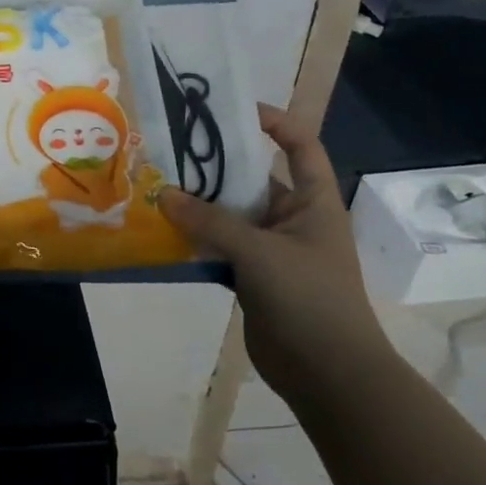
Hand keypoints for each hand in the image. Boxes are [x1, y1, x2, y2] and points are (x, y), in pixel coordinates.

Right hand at [158, 104, 390, 402]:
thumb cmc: (308, 299)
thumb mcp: (259, 252)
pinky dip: (196, 238)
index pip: (300, 145)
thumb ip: (210, 221)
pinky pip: (220, 246)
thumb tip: (164, 194)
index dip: (273, 122)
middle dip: (215, 166)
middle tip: (171, 150)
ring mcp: (272, 249)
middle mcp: (293, 219)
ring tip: (157, 187)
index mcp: (313, 202)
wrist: (328, 374)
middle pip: (252, 179)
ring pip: (230, 215)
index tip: (230, 110)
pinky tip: (164, 232)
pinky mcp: (253, 277)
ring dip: (198, 205)